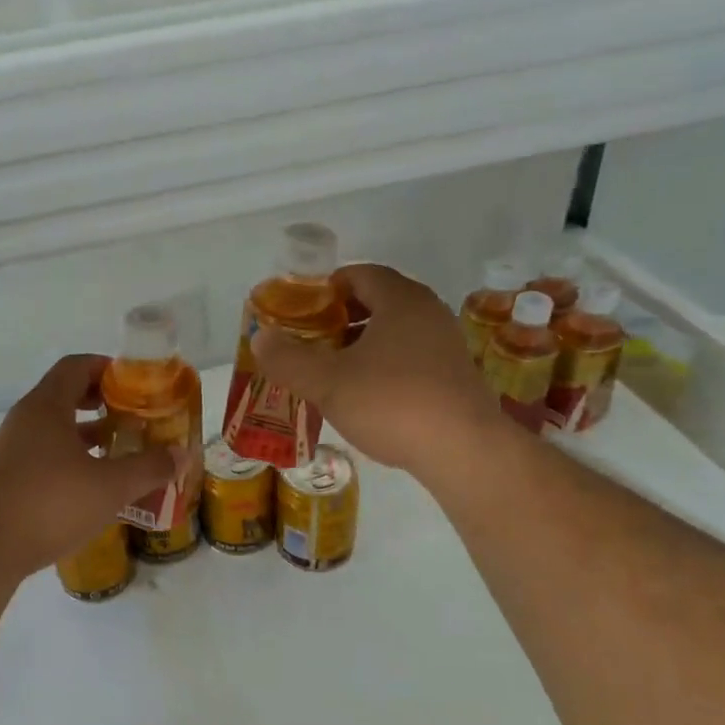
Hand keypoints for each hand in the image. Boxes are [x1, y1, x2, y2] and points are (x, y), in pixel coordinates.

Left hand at [0, 355, 184, 578]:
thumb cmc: (50, 504)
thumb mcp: (111, 486)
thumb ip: (149, 467)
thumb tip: (181, 454)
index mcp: (47, 406)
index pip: (77, 366)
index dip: (108, 368)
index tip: (136, 384)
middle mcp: (25, 420)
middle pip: (66, 394)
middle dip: (103, 402)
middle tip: (135, 416)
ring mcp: (12, 449)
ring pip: (55, 428)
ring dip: (88, 433)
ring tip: (120, 448)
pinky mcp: (7, 477)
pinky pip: (45, 453)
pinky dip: (71, 457)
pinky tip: (92, 483)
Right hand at [253, 265, 500, 479]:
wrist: (464, 450)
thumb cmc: (392, 403)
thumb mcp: (327, 382)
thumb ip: (288, 358)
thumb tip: (260, 337)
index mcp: (400, 300)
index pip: (359, 274)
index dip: (326, 289)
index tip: (301, 313)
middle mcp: (428, 312)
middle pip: (377, 301)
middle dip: (340, 319)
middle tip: (310, 343)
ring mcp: (446, 344)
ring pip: (394, 332)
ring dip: (361, 345)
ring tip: (332, 372)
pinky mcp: (454, 376)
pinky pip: (410, 357)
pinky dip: (384, 366)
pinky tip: (366, 397)